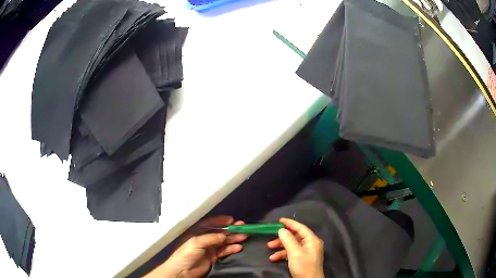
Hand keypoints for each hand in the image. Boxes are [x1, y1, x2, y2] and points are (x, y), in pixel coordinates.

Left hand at [146, 216, 247, 277]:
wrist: (182, 271)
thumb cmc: (186, 253)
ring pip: (224, 242)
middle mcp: (204, 238)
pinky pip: (224, 251)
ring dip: (233, 239)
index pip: (211, 224)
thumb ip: (211, 238)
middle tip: (243, 227)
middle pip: (220, 232)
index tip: (232, 220)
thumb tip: (224, 235)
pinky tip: (239, 247)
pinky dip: (231, 249)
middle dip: (231, 230)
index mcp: (197, 232)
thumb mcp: (197, 242)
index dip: (221, 221)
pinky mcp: (213, 257)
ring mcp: (209, 248)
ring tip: (245, 236)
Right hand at [267, 218, 324, 277]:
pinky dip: (282, 254)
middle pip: (295, 236)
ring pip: (291, 245)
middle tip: (271, 237)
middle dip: (282, 237)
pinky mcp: (301, 259)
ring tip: (269, 248)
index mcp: (312, 240)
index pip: (301, 228)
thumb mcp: (295, 252)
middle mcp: (310, 244)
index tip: (279, 220)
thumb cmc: (303, 265)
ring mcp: (306, 252)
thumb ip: (288, 240)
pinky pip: (291, 253)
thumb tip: (281, 230)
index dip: (290, 223)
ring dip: (280, 246)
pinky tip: (274, 258)